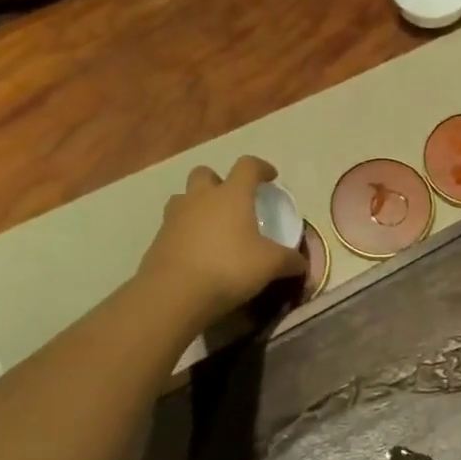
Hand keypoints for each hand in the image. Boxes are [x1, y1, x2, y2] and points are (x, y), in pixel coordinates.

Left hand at [138, 156, 306, 324]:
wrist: (174, 293)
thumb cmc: (229, 268)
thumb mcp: (270, 265)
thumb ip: (289, 260)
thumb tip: (302, 263)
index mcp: (232, 195)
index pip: (247, 166)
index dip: (261, 168)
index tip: (270, 177)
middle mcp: (201, 198)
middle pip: (205, 173)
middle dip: (219, 181)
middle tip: (232, 200)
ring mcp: (175, 217)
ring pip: (183, 197)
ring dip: (196, 204)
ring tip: (210, 225)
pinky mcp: (158, 239)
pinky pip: (172, 226)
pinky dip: (184, 232)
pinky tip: (196, 252)